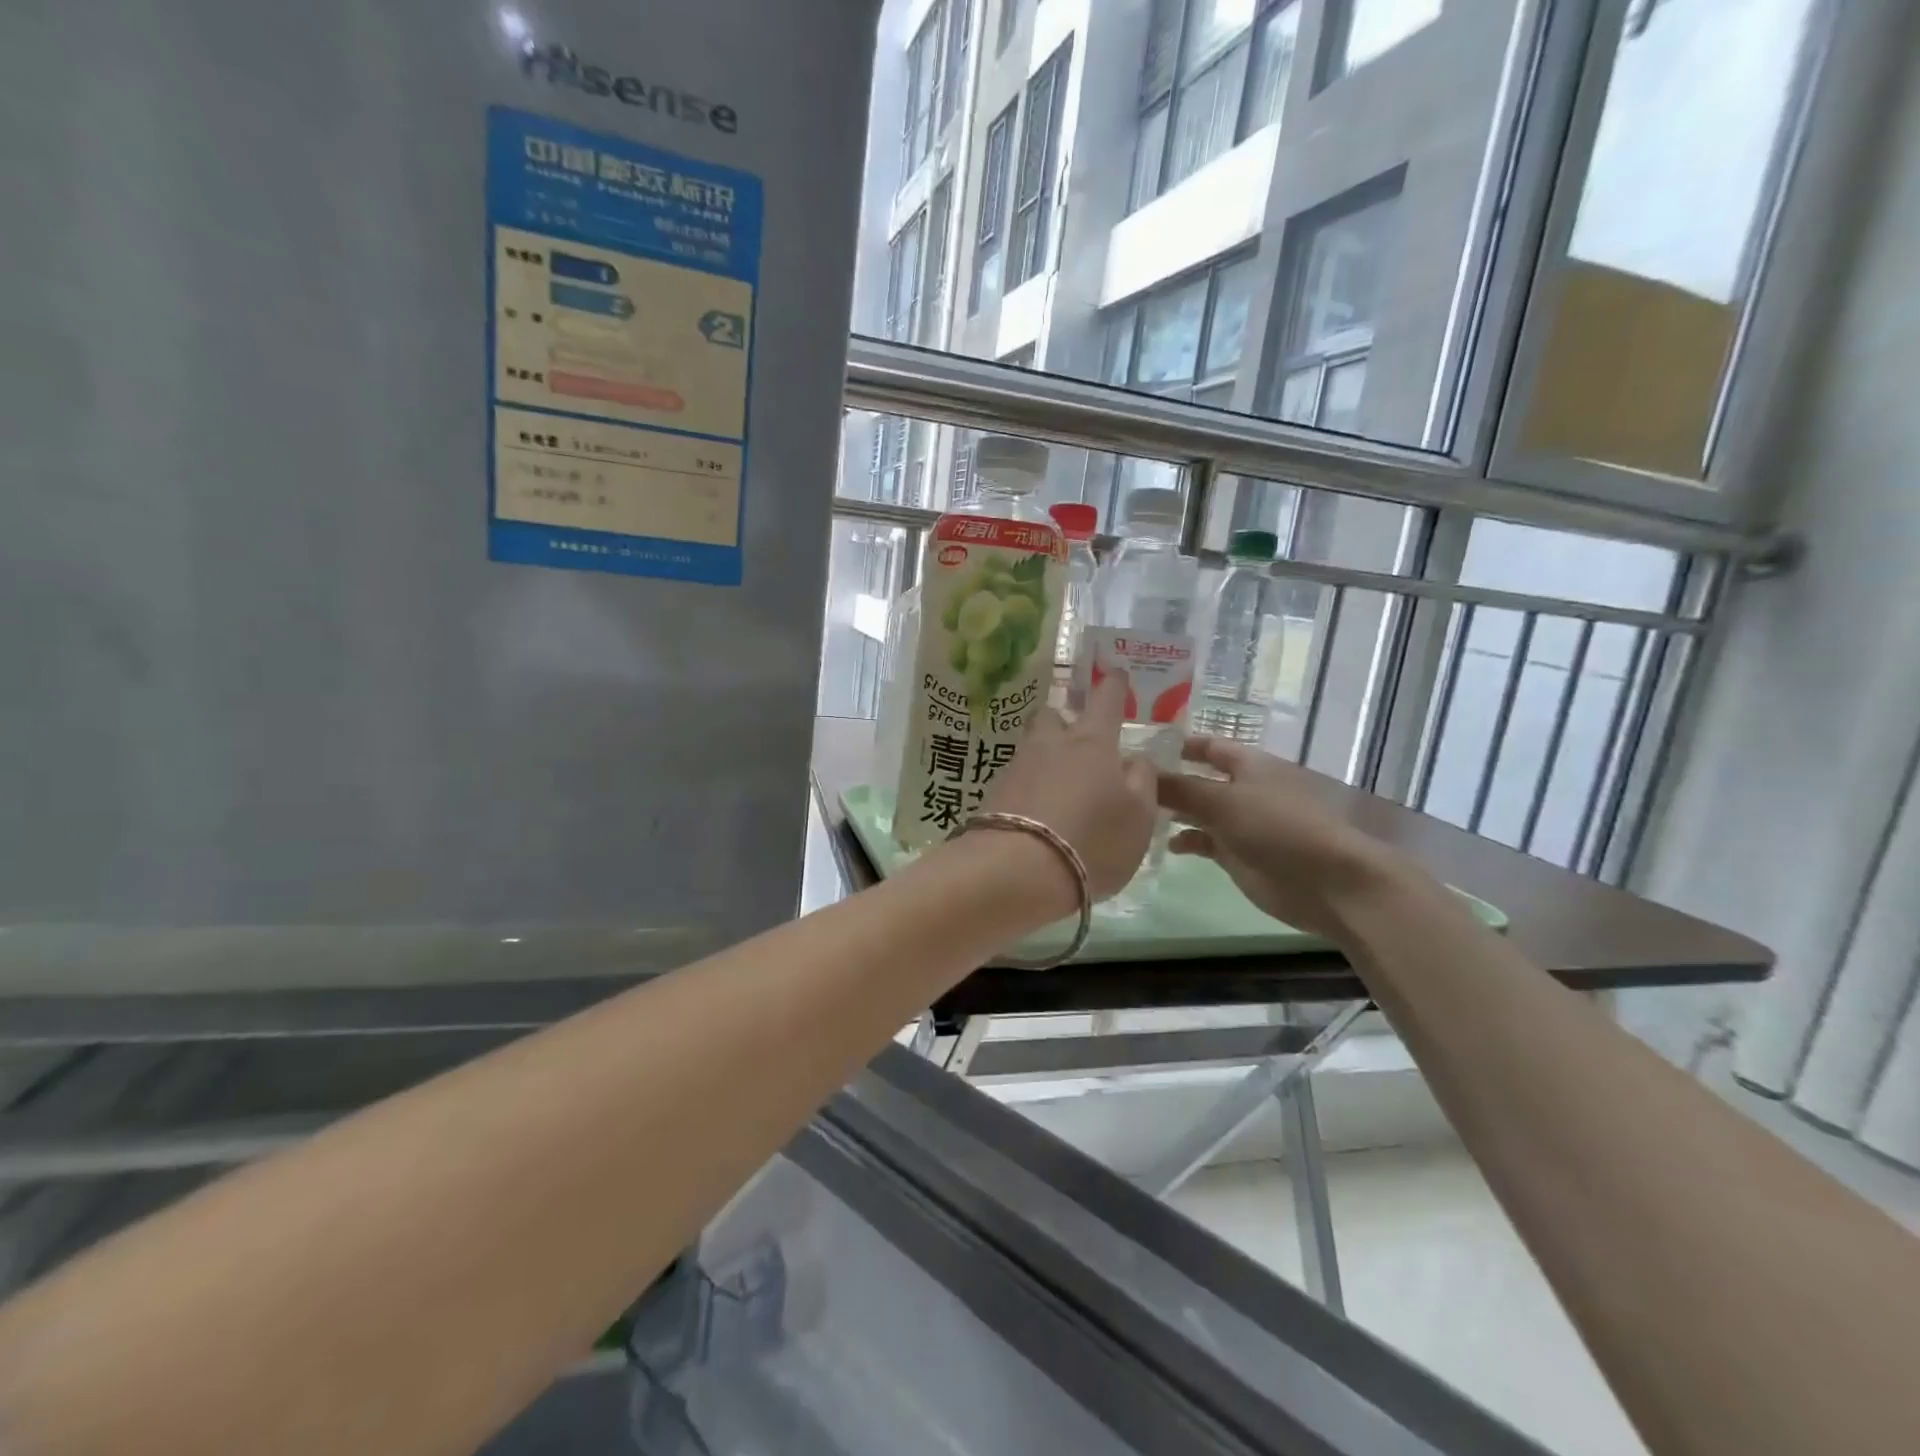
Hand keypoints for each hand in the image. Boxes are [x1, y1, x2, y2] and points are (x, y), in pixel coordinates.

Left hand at [976, 672, 1158, 901]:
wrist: (1016, 871)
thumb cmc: (1092, 840)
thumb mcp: (1139, 818)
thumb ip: (1142, 782)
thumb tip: (1134, 759)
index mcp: (1092, 742)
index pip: (1106, 700)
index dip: (1113, 685)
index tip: (1115, 672)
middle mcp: (1050, 745)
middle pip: (1052, 715)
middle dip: (1064, 720)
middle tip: (1079, 741)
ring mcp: (1016, 767)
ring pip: (1032, 747)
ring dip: (1046, 756)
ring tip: (1060, 784)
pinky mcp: (993, 794)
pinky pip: (1017, 779)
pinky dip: (1029, 787)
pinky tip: (1038, 811)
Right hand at [1157, 736, 1418, 937]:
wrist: (1326, 882)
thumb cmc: (1277, 827)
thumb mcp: (1222, 801)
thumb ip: (1179, 788)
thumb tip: (1141, 774)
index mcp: (1247, 764)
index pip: (1207, 746)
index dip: (1176, 744)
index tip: (1138, 746)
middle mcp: (1242, 788)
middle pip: (1198, 778)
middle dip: (1166, 780)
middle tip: (1123, 783)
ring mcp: (1240, 823)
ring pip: (1198, 811)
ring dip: (1172, 811)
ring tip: (1134, 814)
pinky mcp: (1238, 854)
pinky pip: (1204, 841)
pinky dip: (1185, 840)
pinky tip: (1165, 845)